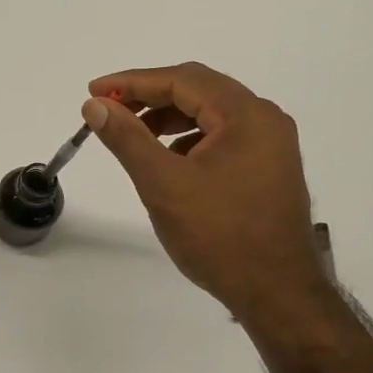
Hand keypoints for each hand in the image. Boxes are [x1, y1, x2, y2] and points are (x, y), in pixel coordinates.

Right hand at [82, 63, 326, 320]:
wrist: (277, 293)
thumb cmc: (219, 236)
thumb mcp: (163, 184)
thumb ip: (127, 138)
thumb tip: (94, 105)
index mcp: (246, 115)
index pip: (182, 80)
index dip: (133, 82)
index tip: (94, 92)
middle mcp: (265, 119)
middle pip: (199, 90)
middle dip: (150, 97)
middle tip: (110, 110)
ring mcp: (272, 145)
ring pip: (211, 114)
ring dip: (169, 118)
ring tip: (134, 136)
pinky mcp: (269, 168)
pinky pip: (223, 137)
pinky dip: (190, 139)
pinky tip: (169, 161)